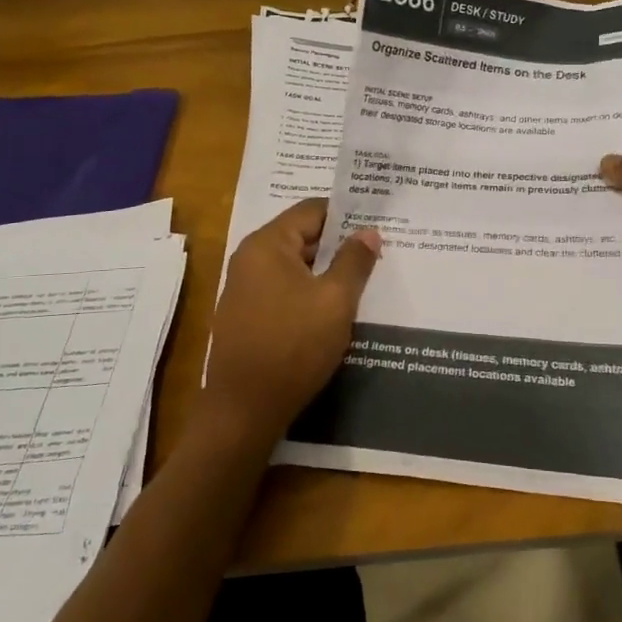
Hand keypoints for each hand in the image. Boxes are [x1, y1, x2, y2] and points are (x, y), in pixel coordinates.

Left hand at [199, 199, 381, 446]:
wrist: (244, 410)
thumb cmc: (293, 346)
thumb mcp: (335, 301)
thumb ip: (354, 261)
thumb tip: (368, 232)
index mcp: (267, 245)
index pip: (311, 211)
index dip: (347, 214)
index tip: (378, 222)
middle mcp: (250, 259)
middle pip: (302, 236)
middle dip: (339, 243)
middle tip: (378, 250)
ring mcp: (245, 289)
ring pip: (295, 266)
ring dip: (326, 270)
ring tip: (364, 277)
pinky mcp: (248, 316)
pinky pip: (285, 290)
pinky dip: (310, 291)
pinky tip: (335, 307)